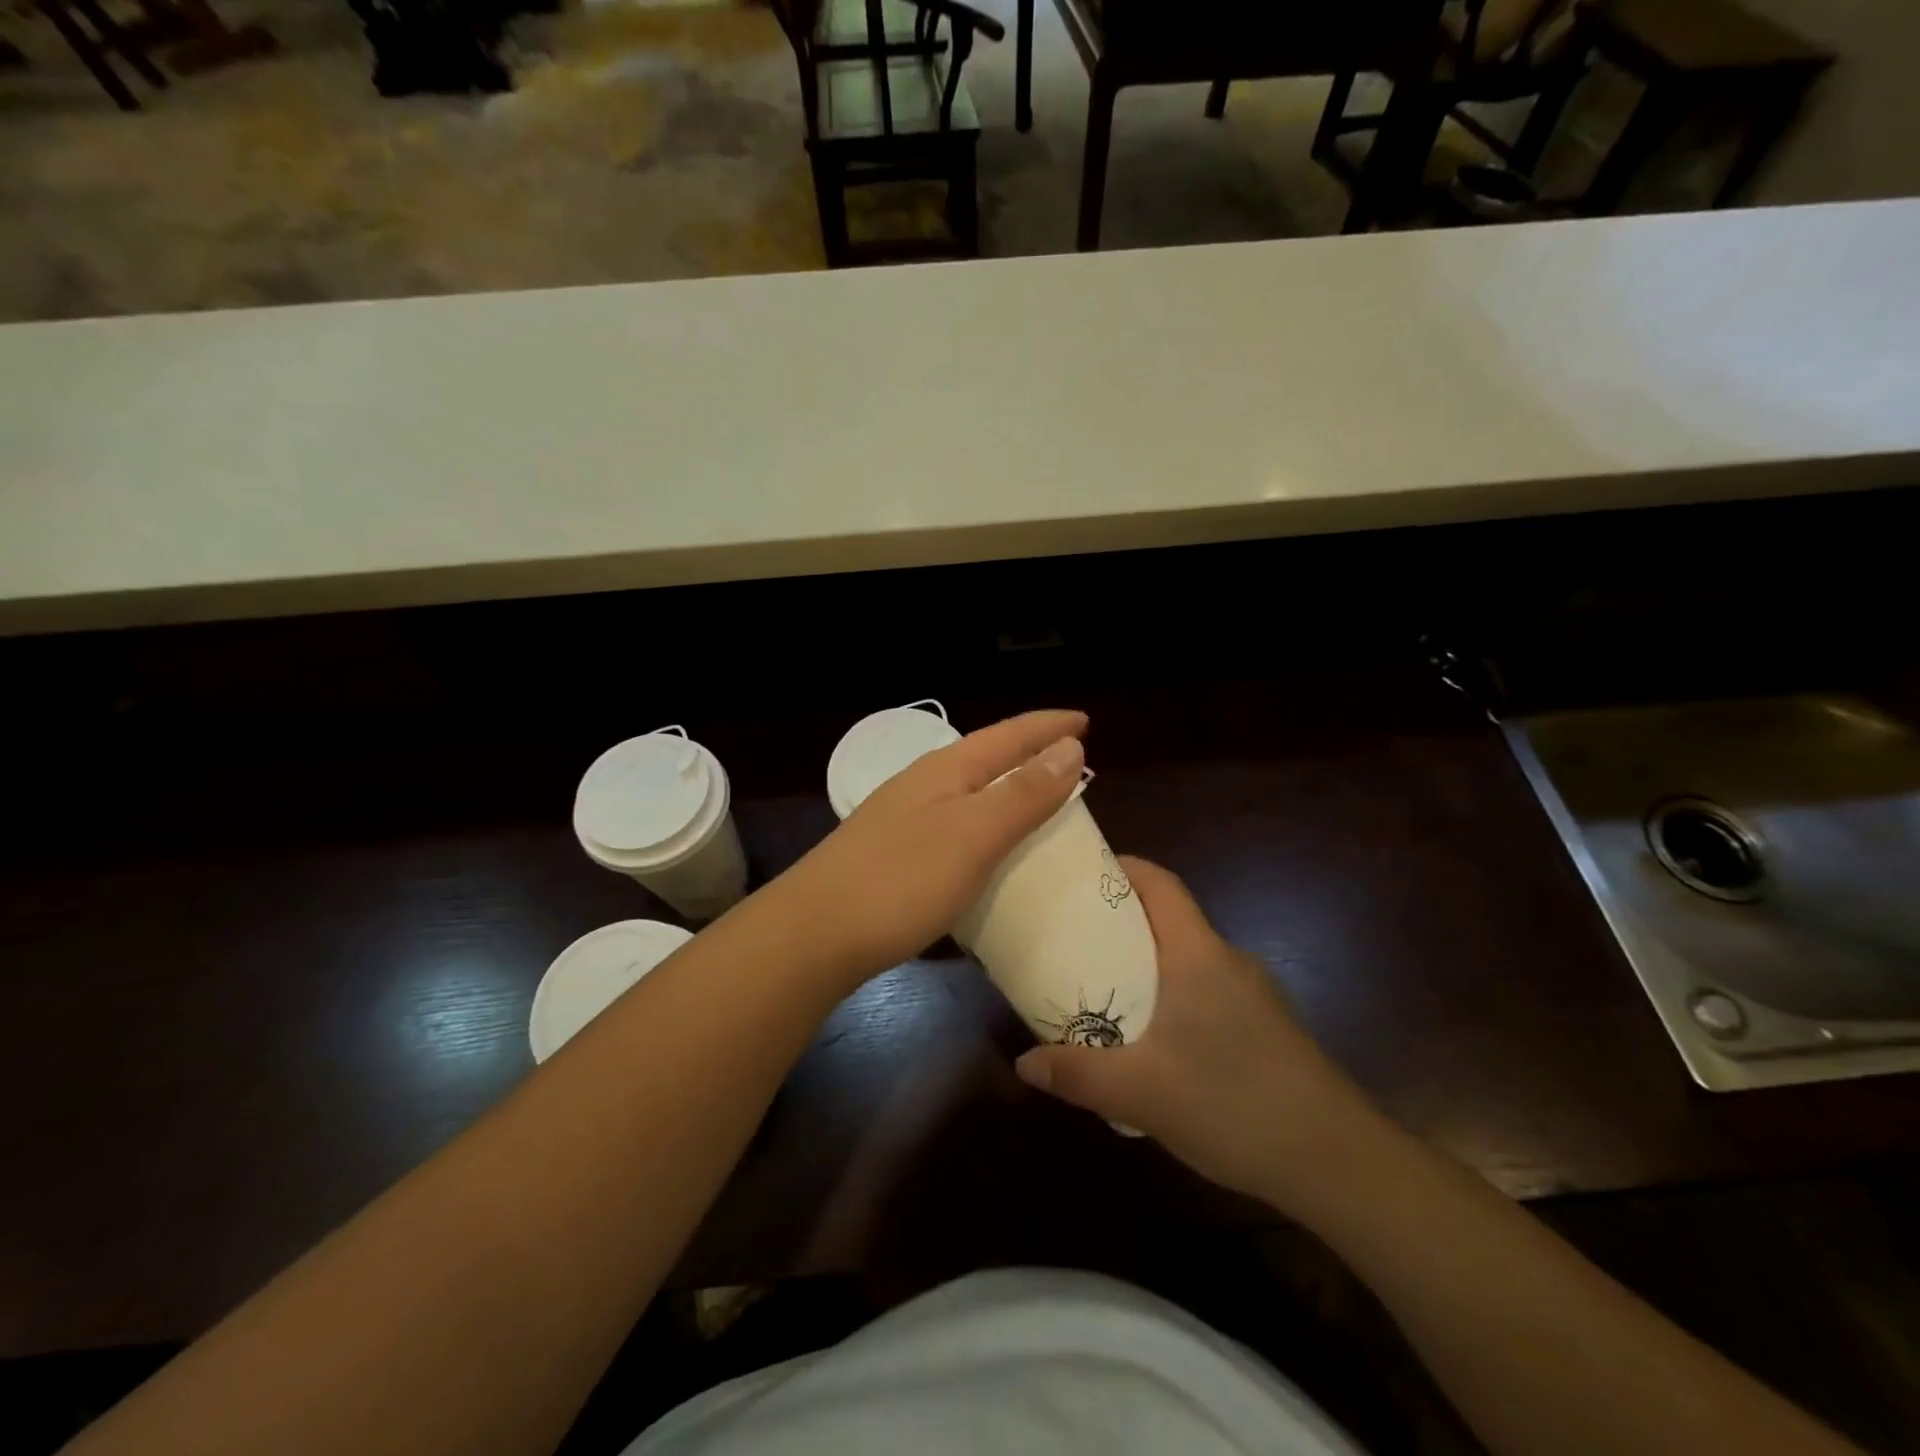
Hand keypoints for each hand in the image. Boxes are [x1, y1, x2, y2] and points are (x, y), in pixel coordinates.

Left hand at [773, 710, 1087, 985]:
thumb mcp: (974, 835)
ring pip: (970, 792)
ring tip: (1041, 801)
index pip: (1009, 735)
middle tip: (1072, 761)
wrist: (813, 935)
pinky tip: (990, 848)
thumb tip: (1069, 748)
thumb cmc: (901, 880)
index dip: (1049, 727)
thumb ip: (1023, 793)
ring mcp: (904, 819)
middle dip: (1031, 754)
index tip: (1086, 722)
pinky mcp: (895, 854)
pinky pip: (956, 826)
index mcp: (946, 770)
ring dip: (1008, 790)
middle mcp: (924, 784)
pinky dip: (987, 826)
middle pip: (988, 757)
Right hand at [1014, 857, 1383, 1208]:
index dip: (1124, 868)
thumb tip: (1023, 1063)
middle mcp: (1228, 961)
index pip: (1161, 884)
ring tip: (1104, 988)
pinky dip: (1172, 996)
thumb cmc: (1234, 1105)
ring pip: (1188, 959)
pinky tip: (1154, 1042)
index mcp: (1198, 954)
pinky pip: (1207, 992)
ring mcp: (1254, 995)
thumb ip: (1077, 1074)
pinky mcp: (1266, 1028)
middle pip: (1169, 919)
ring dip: (1146, 964)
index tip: (1082, 873)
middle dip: (1121, 920)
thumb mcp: (1140, 1093)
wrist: (1339, 1164)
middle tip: (1073, 936)